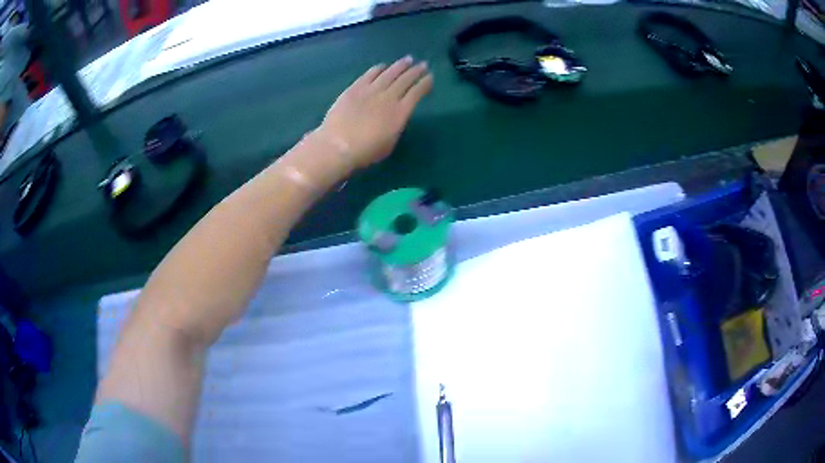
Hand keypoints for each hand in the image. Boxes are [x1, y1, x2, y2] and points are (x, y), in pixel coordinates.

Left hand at [317, 56, 433, 168]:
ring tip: (408, 59)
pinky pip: (370, 74)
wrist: (338, 145)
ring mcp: (371, 90)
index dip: (425, 84)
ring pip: (390, 73)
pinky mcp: (355, 88)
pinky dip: (378, 68)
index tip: (430, 78)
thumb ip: (396, 125)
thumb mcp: (390, 142)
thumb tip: (395, 115)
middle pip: (406, 79)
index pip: (417, 93)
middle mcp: (389, 97)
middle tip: (423, 64)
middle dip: (416, 71)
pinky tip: (383, 66)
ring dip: (400, 65)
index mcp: (400, 112)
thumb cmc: (366, 151)